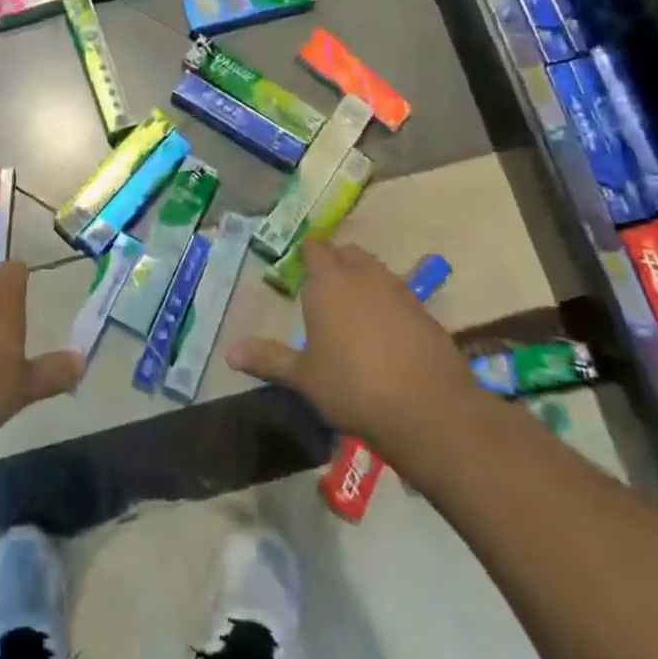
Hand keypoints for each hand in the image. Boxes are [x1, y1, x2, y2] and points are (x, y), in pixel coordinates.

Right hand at [226, 239, 482, 450]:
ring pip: (376, 271)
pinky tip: (387, 335)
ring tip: (354, 312)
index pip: (315, 248)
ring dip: (364, 281)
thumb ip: (269, 359)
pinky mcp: (425, 312)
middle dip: (337, 264)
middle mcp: (364, 275)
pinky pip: (400, 295)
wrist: (428, 410)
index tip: (302, 267)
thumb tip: (229, 352)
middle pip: (348, 254)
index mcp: (329, 282)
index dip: (308, 253)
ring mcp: (399, 291)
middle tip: (325, 289)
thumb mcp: (305, 377)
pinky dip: (389, 305)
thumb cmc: (353, 387)